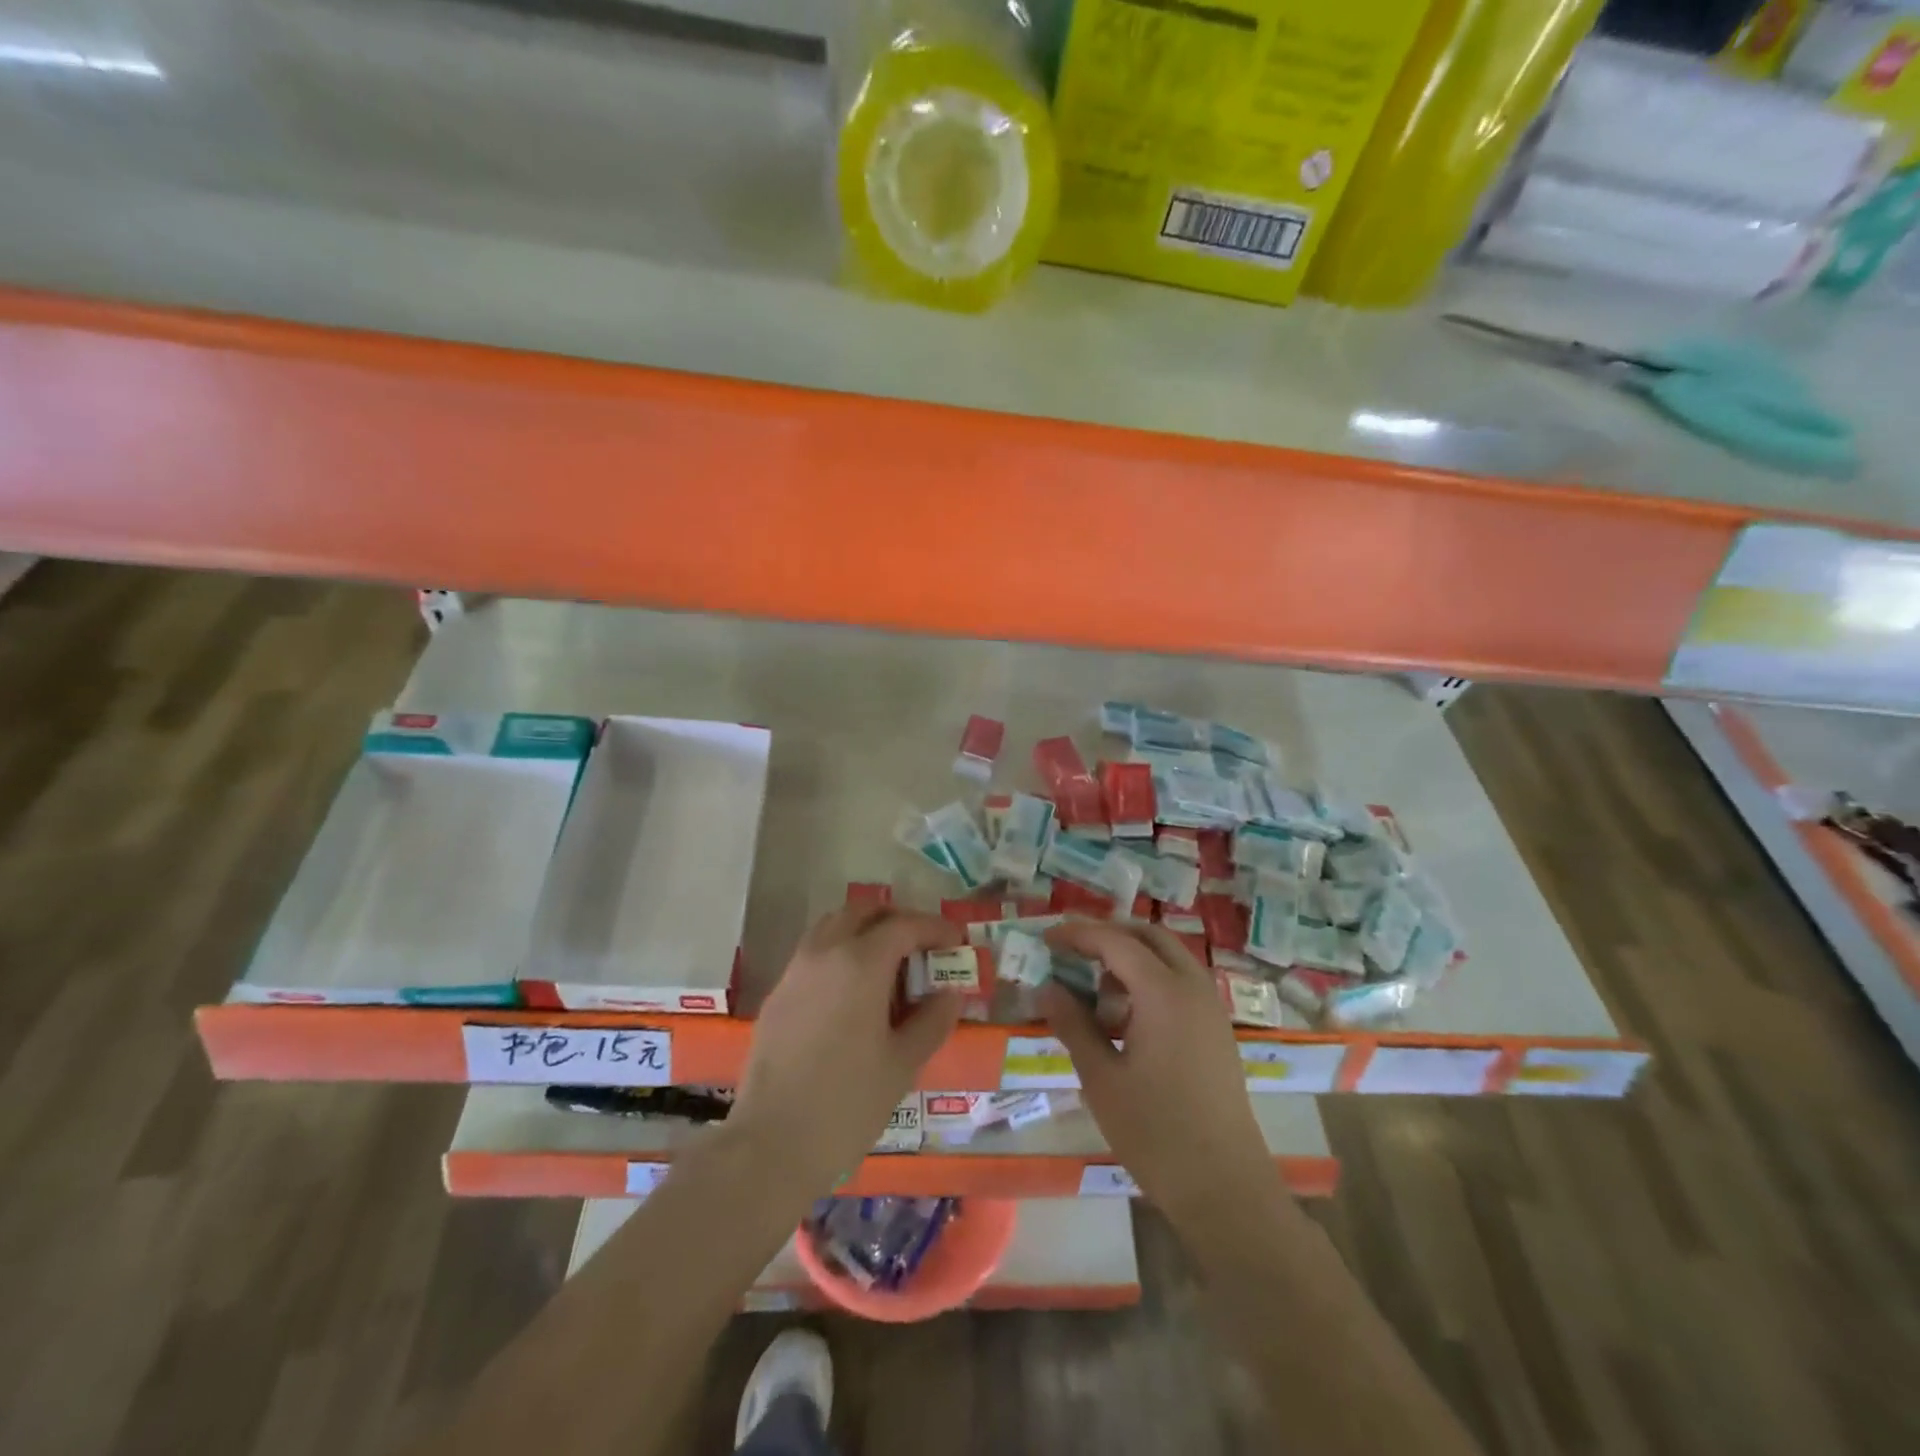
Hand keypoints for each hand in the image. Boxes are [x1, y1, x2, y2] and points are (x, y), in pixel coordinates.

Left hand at [731, 905, 963, 1196]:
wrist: (771, 1145)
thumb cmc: (848, 1103)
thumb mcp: (903, 1062)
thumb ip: (932, 1019)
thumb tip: (950, 992)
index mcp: (860, 963)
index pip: (904, 926)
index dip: (935, 928)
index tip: (957, 940)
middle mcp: (824, 953)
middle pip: (863, 912)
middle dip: (896, 920)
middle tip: (922, 945)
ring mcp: (795, 971)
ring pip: (833, 927)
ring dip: (865, 932)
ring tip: (890, 966)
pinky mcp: (777, 995)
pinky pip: (814, 954)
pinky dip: (840, 953)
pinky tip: (855, 993)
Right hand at [1041, 920, 1283, 1231]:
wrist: (1224, 1187)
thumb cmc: (1155, 1131)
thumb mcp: (1101, 1078)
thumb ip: (1073, 1024)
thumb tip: (1047, 988)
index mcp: (1163, 992)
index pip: (1116, 941)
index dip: (1078, 934)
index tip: (1047, 939)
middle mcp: (1193, 987)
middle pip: (1149, 937)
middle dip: (1109, 936)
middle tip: (1073, 952)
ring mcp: (1211, 1008)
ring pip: (1169, 958)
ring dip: (1132, 958)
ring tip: (1096, 990)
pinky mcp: (1217, 1030)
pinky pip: (1181, 982)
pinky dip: (1151, 979)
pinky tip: (1127, 1017)